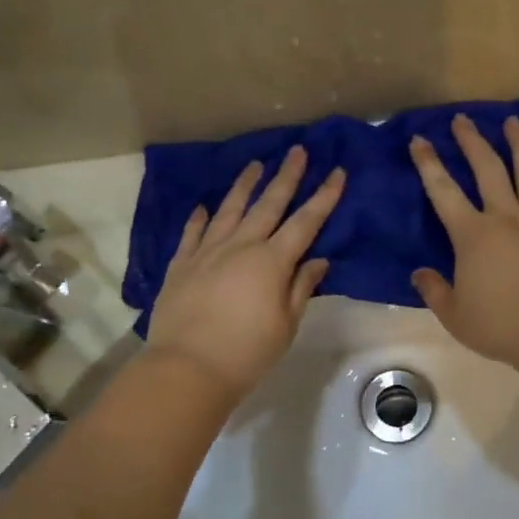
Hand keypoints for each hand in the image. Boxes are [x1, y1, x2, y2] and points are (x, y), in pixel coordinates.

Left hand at [147, 147, 344, 399]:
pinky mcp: (181, 265)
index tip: (337, 172)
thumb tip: (317, 260)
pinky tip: (203, 207)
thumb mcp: (286, 324)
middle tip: (297, 150)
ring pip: (229, 210)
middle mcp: (240, 246)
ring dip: (244, 186)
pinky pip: (192, 234)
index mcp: (272, 261)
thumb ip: (301, 287)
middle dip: (286, 176)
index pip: (305, 222)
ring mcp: (207, 252)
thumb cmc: (248, 351)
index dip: (324, 197)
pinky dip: (200, 218)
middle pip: (268, 205)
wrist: (188, 367)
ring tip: (255, 165)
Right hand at [409, 114, 518, 368]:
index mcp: (472, 234)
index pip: (443, 191)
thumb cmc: (499, 324)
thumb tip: (420, 273)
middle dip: (473, 141)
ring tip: (516, 121)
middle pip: (488, 169)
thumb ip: (435, 290)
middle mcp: (506, 217)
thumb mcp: (454, 314)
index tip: (420, 138)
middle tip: (464, 119)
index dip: (429, 163)